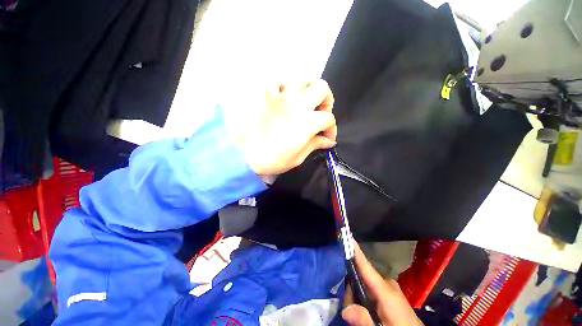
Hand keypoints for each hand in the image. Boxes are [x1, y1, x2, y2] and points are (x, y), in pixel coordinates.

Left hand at [234, 80, 336, 175]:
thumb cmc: (274, 159)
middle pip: (321, 88)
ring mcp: (281, 98)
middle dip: (326, 100)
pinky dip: (283, 86)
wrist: (246, 155)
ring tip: (305, 101)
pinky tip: (285, 97)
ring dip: (307, 89)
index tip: (328, 138)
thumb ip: (316, 145)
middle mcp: (297, 105)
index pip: (328, 119)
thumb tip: (329, 142)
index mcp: (307, 122)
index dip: (331, 129)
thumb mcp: (299, 157)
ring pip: (301, 80)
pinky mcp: (267, 97)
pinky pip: (276, 82)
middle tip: (321, 112)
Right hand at [342, 242, 422, 325]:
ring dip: (357, 297)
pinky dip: (364, 299)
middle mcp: (387, 284)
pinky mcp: (390, 293)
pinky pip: (371, 289)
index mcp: (386, 290)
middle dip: (352, 291)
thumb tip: (344, 310)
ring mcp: (389, 287)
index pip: (366, 267)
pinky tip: (366, 312)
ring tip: (359, 316)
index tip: (348, 235)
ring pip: (364, 284)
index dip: (356, 251)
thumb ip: (364, 319)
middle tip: (350, 312)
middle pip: (361, 278)